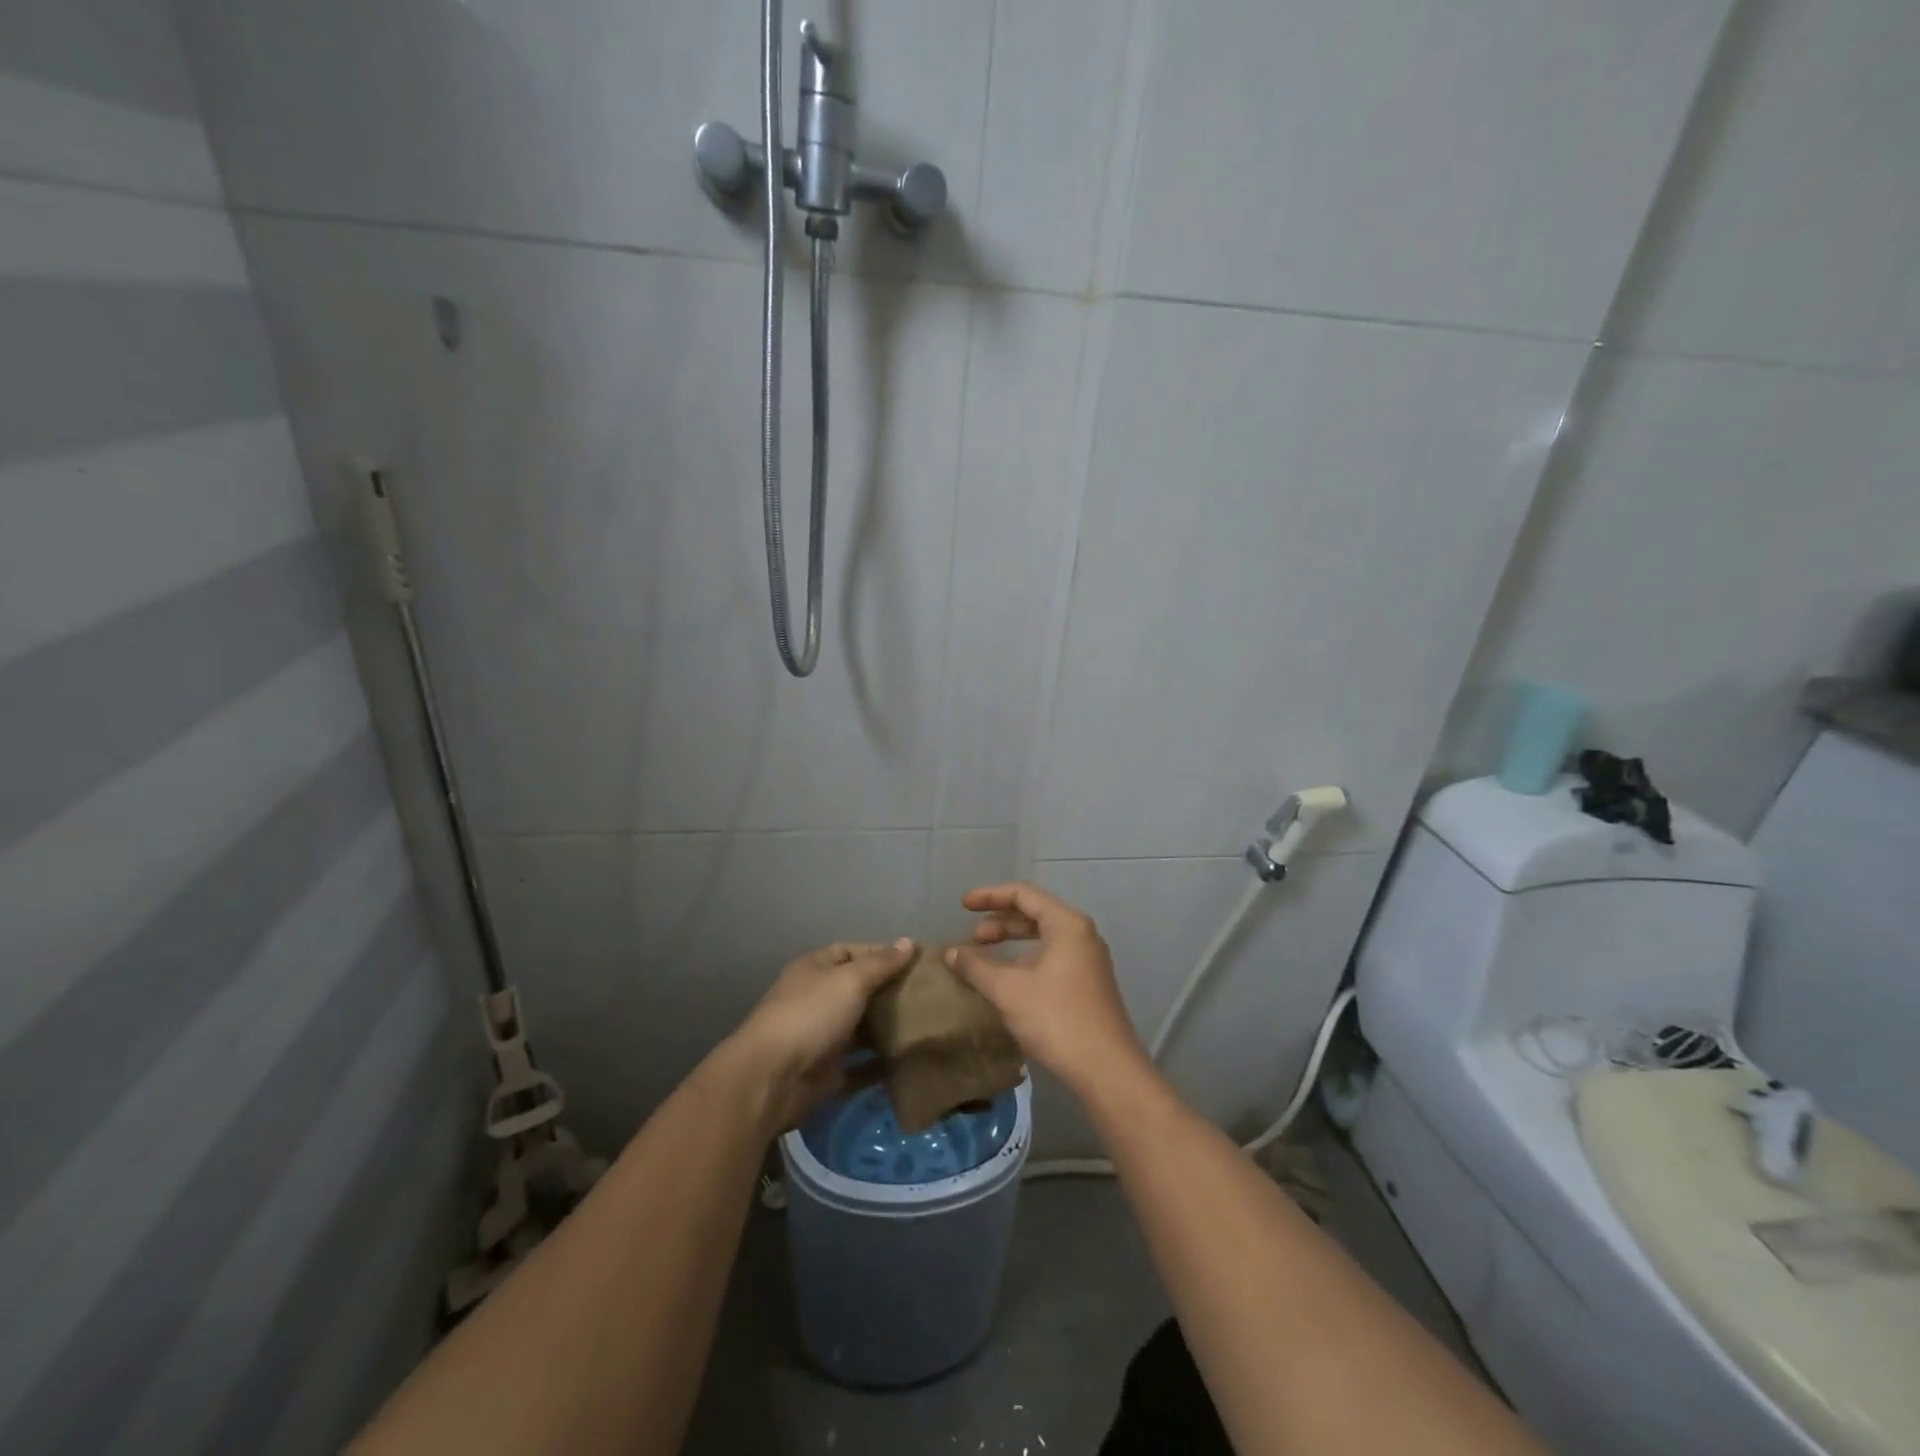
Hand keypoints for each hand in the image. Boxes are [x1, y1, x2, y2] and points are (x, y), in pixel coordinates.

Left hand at [728, 939, 915, 1129]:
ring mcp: (820, 1037)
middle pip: (858, 990)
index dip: (882, 954)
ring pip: (860, 1028)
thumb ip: (881, 963)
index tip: (917, 962)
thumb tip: (908, 942)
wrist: (771, 1080)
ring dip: (887, 1029)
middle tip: (929, 995)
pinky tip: (908, 1061)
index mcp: (815, 969)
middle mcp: (816, 999)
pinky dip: (879, 1064)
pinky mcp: (826, 1073)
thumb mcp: (850, 980)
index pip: (851, 952)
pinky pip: (859, 1066)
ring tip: (925, 1026)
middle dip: (889, 992)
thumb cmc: (811, 1016)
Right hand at [945, 884, 1147, 1096]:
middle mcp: (1082, 935)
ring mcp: (1088, 961)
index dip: (990, 896)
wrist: (1106, 1069)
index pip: (1024, 894)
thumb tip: (951, 953)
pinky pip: (1051, 958)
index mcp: (1067, 924)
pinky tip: (1007, 981)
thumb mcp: (1008, 990)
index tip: (963, 905)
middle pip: (1035, 914)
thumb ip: (977, 967)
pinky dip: (1026, 960)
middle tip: (972, 937)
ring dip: (1012, 943)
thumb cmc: (1056, 1018)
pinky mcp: (1088, 985)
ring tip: (983, 958)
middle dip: (1000, 922)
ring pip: (1043, 939)